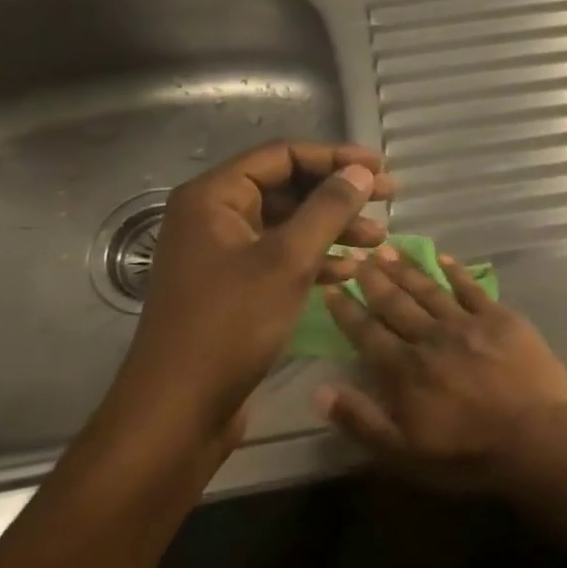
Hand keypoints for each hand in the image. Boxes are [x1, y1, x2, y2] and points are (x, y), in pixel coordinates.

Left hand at [101, 142, 394, 462]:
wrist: (179, 411)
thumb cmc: (231, 325)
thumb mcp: (288, 260)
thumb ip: (328, 210)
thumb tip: (361, 171)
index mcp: (214, 197)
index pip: (283, 156)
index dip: (335, 158)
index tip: (380, 170)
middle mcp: (214, 217)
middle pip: (287, 188)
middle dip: (338, 196)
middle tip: (387, 201)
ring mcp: (222, 254)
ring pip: (288, 225)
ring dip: (333, 229)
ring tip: (377, 243)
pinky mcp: (233, 287)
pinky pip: (280, 257)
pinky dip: (316, 259)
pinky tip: (350, 272)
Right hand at [315, 246, 566, 489]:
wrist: (535, 437)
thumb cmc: (468, 454)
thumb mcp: (404, 454)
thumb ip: (361, 420)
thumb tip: (320, 391)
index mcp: (405, 369)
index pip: (367, 333)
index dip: (347, 310)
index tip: (331, 287)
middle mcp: (431, 338)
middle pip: (396, 303)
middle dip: (374, 279)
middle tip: (358, 255)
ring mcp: (467, 323)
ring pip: (429, 290)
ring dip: (407, 269)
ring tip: (388, 249)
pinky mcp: (500, 318)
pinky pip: (472, 288)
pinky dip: (455, 272)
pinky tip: (443, 258)